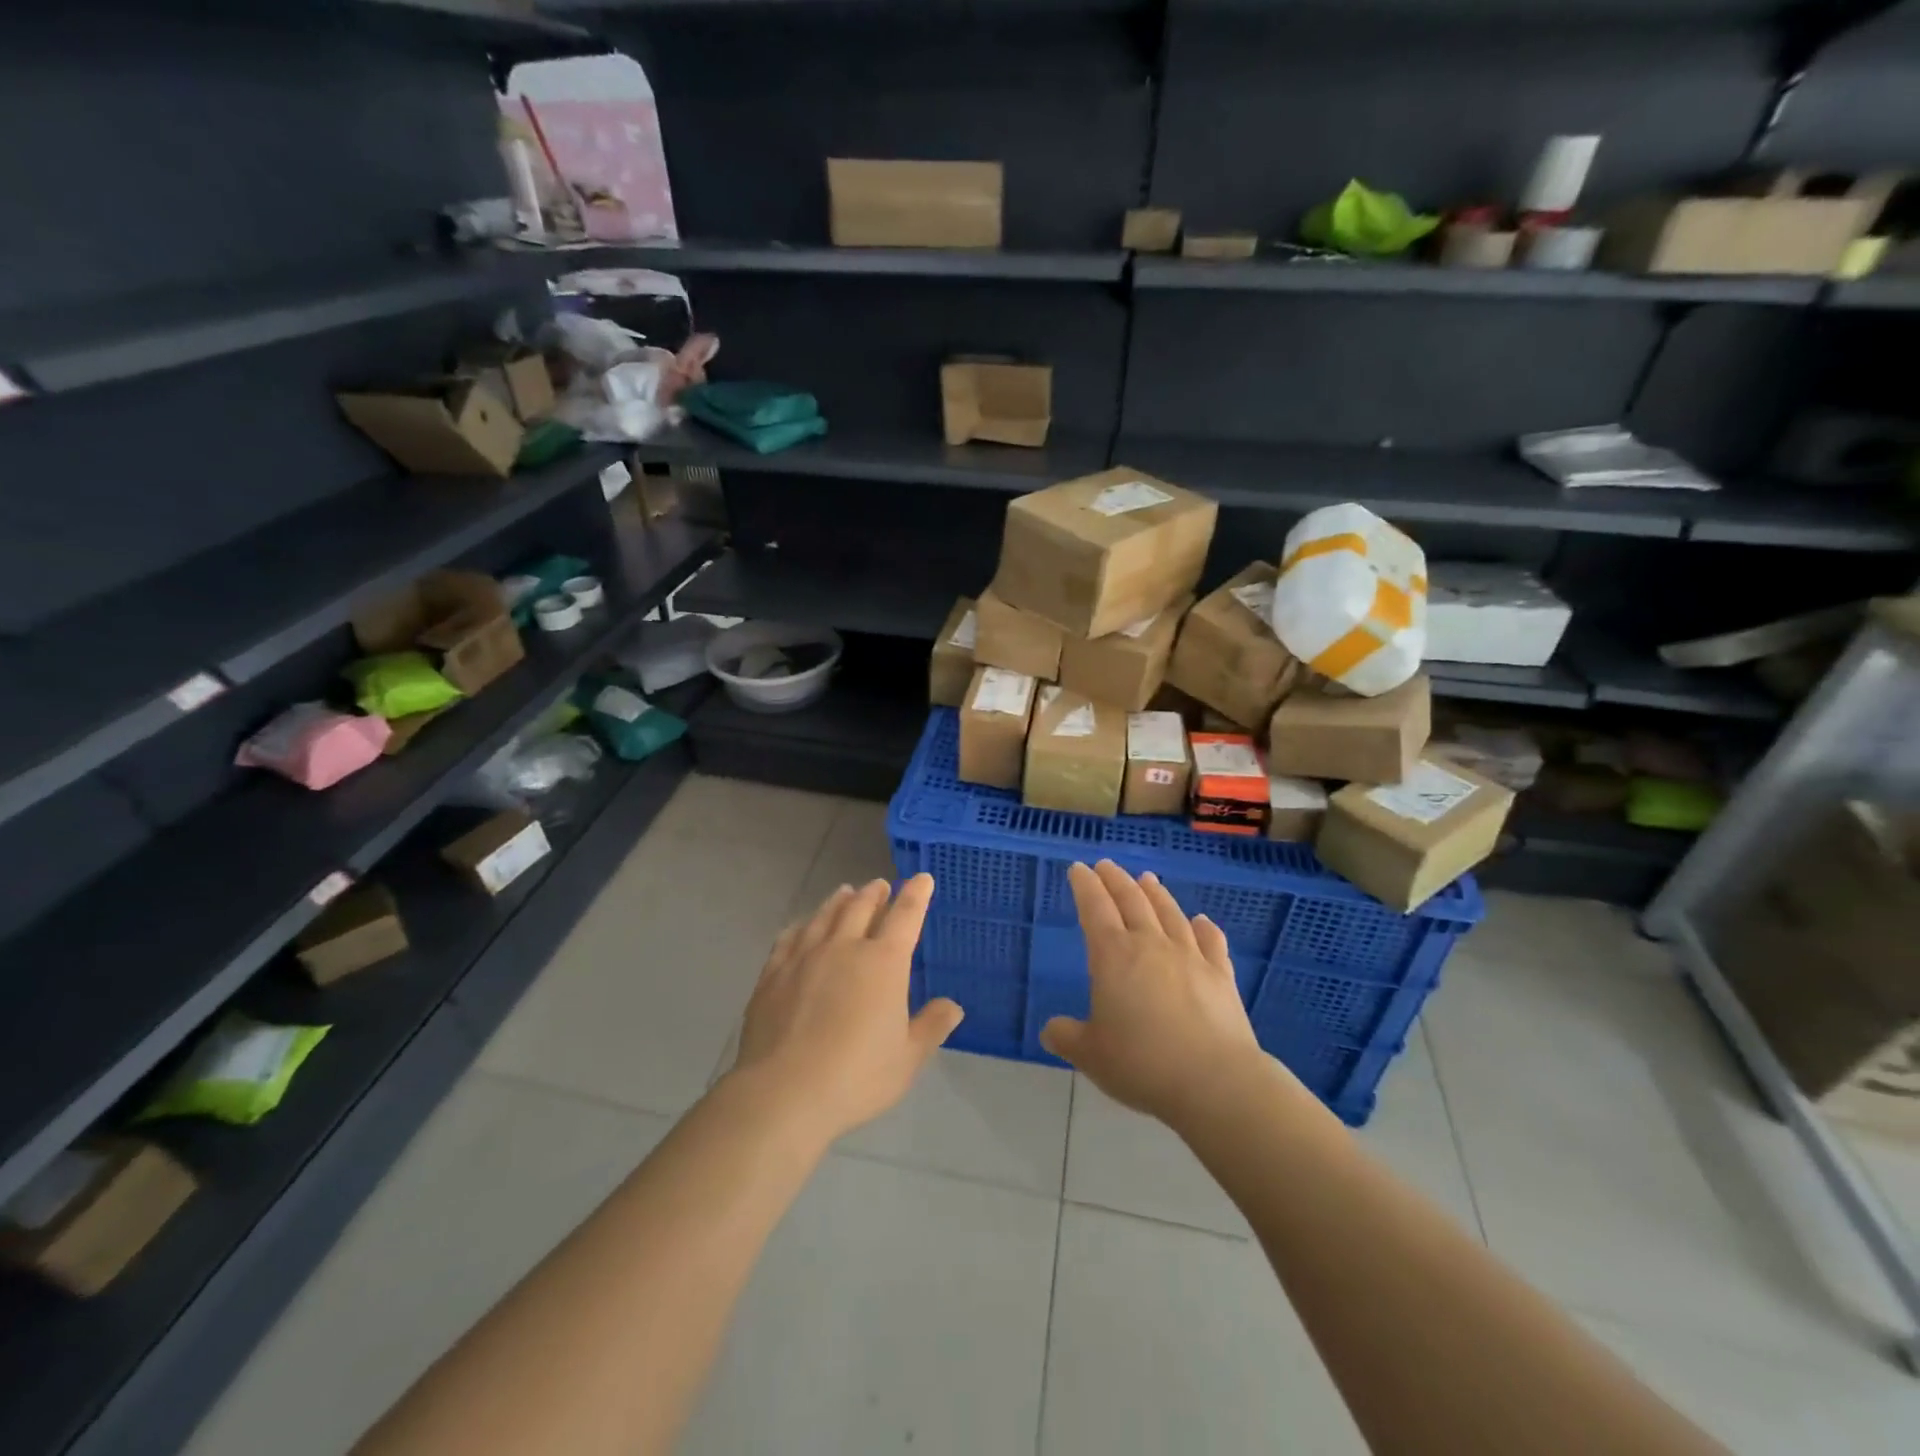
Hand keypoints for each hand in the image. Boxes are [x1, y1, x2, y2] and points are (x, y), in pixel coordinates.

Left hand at [731, 875, 962, 1141]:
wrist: (784, 1091)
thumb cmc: (856, 1076)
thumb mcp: (908, 1059)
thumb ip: (932, 1027)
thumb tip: (953, 1006)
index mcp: (884, 962)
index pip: (905, 916)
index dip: (916, 895)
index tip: (922, 879)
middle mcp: (845, 947)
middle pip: (861, 907)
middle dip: (875, 893)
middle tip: (880, 886)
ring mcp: (805, 956)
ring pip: (825, 915)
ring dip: (839, 901)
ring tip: (846, 892)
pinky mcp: (774, 972)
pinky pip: (790, 936)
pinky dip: (802, 924)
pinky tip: (802, 925)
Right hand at [1041, 861, 1264, 1127]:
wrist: (1215, 1082)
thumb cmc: (1142, 1064)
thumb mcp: (1091, 1055)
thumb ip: (1067, 1037)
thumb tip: (1050, 1029)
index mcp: (1113, 956)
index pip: (1095, 908)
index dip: (1085, 886)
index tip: (1078, 869)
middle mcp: (1151, 945)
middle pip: (1132, 901)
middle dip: (1115, 880)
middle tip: (1106, 865)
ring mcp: (1190, 956)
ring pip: (1169, 913)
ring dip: (1156, 893)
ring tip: (1147, 879)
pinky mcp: (1221, 975)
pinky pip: (1211, 942)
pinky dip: (1205, 928)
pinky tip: (1202, 920)